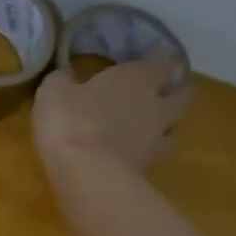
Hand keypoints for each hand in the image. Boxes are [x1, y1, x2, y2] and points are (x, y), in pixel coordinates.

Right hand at [32, 49, 192, 176]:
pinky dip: (146, 155)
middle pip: (182, 95)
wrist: (86, 175)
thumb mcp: (54, 92)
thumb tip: (68, 77)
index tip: (152, 60)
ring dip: (165, 127)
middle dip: (175, 92)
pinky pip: (153, 157)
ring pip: (173, 129)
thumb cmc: (71, 122)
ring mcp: (156, 140)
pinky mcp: (147, 170)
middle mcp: (156, 105)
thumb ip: (63, 80)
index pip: (162, 62)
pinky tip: (132, 157)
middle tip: (161, 94)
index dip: (158, 60)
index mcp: (138, 78)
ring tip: (150, 131)